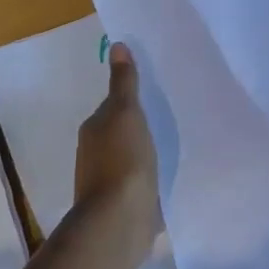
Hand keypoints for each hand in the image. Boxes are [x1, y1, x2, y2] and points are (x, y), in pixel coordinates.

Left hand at [71, 42, 160, 268]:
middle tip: (170, 113)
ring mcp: (109, 182)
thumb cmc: (122, 161)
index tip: (155, 93)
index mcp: (94, 130)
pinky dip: (151, 175)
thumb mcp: (125, 113)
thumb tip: (117, 46)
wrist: (118, 222)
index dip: (131, 99)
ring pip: (131, 157)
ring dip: (146, 151)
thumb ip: (124, 83)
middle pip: (120, 131)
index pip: (114, 106)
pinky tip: (169, 174)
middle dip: (139, 125)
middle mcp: (96, 154)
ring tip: (174, 143)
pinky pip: (140, 182)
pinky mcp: (125, 204)